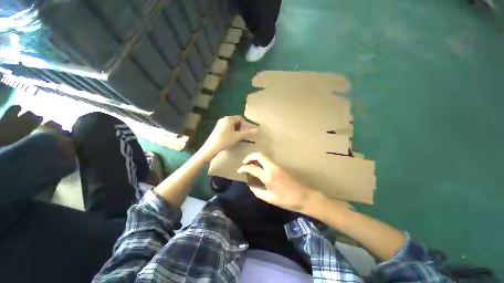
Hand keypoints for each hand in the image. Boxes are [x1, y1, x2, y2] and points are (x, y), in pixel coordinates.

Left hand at [200, 116, 256, 158]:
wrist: (212, 147)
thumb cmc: (226, 140)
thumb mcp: (238, 136)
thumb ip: (248, 132)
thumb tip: (257, 130)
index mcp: (229, 119)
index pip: (240, 118)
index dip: (245, 124)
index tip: (247, 131)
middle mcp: (224, 119)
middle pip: (235, 120)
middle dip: (240, 126)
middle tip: (243, 134)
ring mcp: (219, 123)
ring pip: (231, 124)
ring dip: (236, 128)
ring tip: (237, 136)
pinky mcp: (217, 128)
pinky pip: (226, 126)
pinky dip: (231, 130)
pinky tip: (231, 137)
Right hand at [237, 152, 314, 212]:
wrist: (304, 196)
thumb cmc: (287, 200)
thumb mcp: (270, 198)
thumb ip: (258, 192)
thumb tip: (250, 186)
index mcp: (268, 176)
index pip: (252, 168)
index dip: (244, 168)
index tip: (239, 170)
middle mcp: (272, 167)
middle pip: (259, 155)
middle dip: (250, 157)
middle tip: (245, 163)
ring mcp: (278, 165)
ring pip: (264, 157)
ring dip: (256, 158)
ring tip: (251, 165)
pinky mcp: (282, 166)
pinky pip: (269, 161)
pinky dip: (262, 161)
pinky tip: (260, 168)